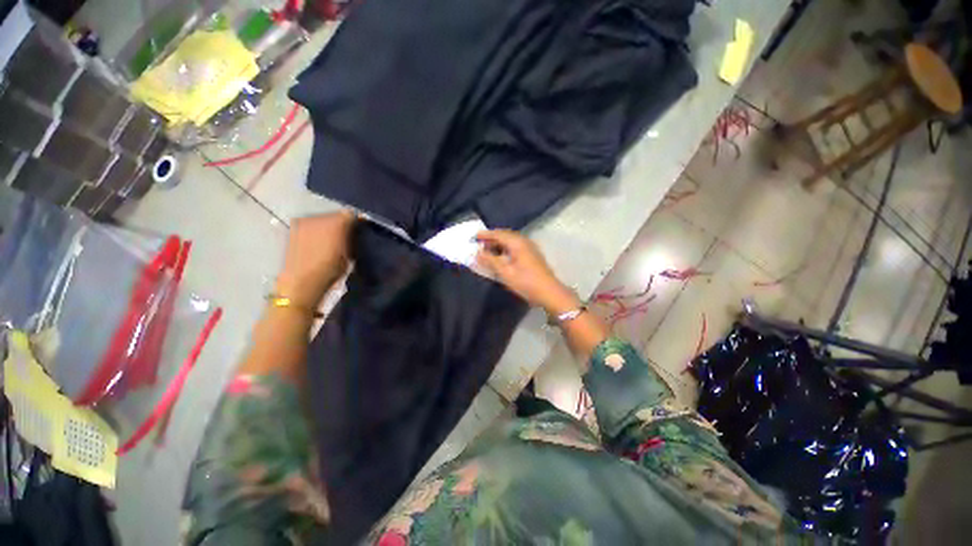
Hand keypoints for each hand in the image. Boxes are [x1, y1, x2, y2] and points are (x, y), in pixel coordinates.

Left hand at [275, 210, 356, 308]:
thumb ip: (353, 237)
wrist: (302, 281)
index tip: (359, 231)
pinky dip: (318, 230)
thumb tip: (357, 229)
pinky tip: (319, 242)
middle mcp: (319, 218)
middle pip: (336, 215)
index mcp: (336, 223)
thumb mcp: (349, 254)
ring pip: (323, 219)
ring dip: (329, 226)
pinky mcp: (295, 228)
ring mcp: (305, 222)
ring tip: (332, 240)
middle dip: (342, 224)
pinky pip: (312, 224)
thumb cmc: (331, 269)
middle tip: (347, 237)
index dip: (357, 222)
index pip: (350, 215)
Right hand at [475, 229, 579, 313]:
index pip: (498, 234)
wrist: (549, 292)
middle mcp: (524, 241)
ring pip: (510, 241)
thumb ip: (490, 261)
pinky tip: (500, 257)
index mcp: (517, 243)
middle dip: (491, 239)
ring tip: (487, 251)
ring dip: (498, 244)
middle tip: (479, 244)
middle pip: (505, 235)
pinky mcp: (532, 255)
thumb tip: (476, 253)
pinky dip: (505, 249)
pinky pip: (515, 247)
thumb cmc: (526, 282)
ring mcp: (530, 248)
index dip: (485, 235)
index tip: (473, 236)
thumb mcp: (505, 272)